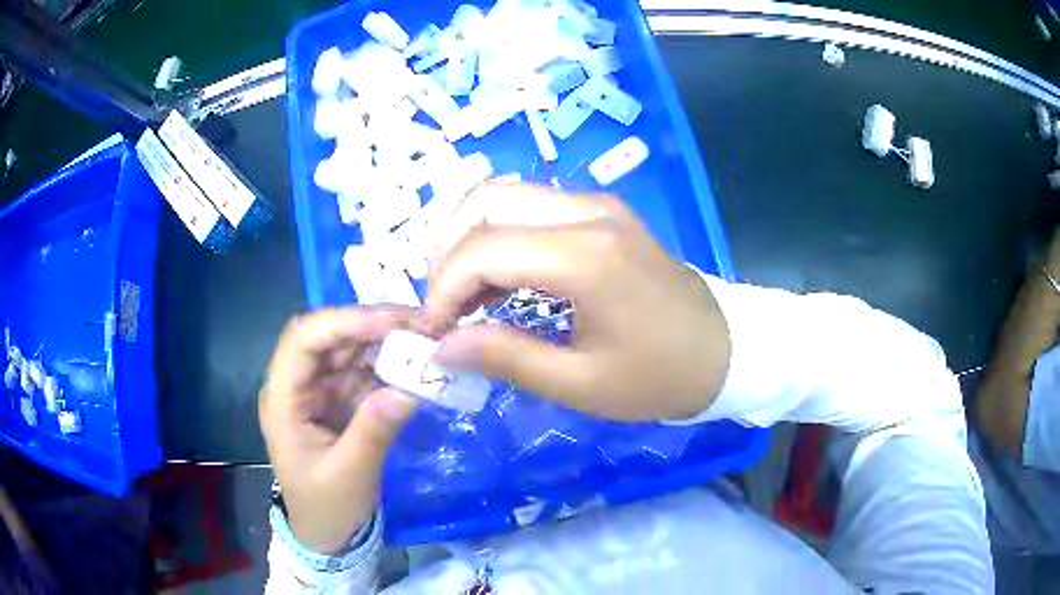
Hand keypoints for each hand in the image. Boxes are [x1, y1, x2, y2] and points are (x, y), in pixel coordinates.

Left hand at [259, 308, 418, 553]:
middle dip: (370, 325)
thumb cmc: (326, 508)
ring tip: (423, 340)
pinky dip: (387, 366)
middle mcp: (296, 385)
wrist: (326, 535)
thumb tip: (409, 389)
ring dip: (382, 341)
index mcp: (283, 400)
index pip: (303, 340)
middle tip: (419, 324)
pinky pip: (360, 372)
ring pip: (345, 349)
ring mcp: (317, 391)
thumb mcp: (350, 475)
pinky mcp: (336, 401)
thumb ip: (374, 431)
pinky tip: (413, 366)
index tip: (391, 323)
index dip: (344, 322)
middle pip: (326, 336)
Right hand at [425, 183, 730, 421]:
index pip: (483, 248)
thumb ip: (506, 358)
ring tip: (460, 294)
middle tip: (441, 305)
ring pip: (503, 195)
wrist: (724, 350)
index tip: (433, 331)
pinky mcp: (602, 212)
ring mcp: (597, 205)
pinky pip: (530, 206)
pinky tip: (496, 279)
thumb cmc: (659, 376)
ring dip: (468, 237)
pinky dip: (498, 234)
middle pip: (485, 202)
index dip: (443, 288)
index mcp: (586, 256)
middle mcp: (587, 212)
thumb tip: (442, 347)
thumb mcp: (581, 383)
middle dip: (446, 250)